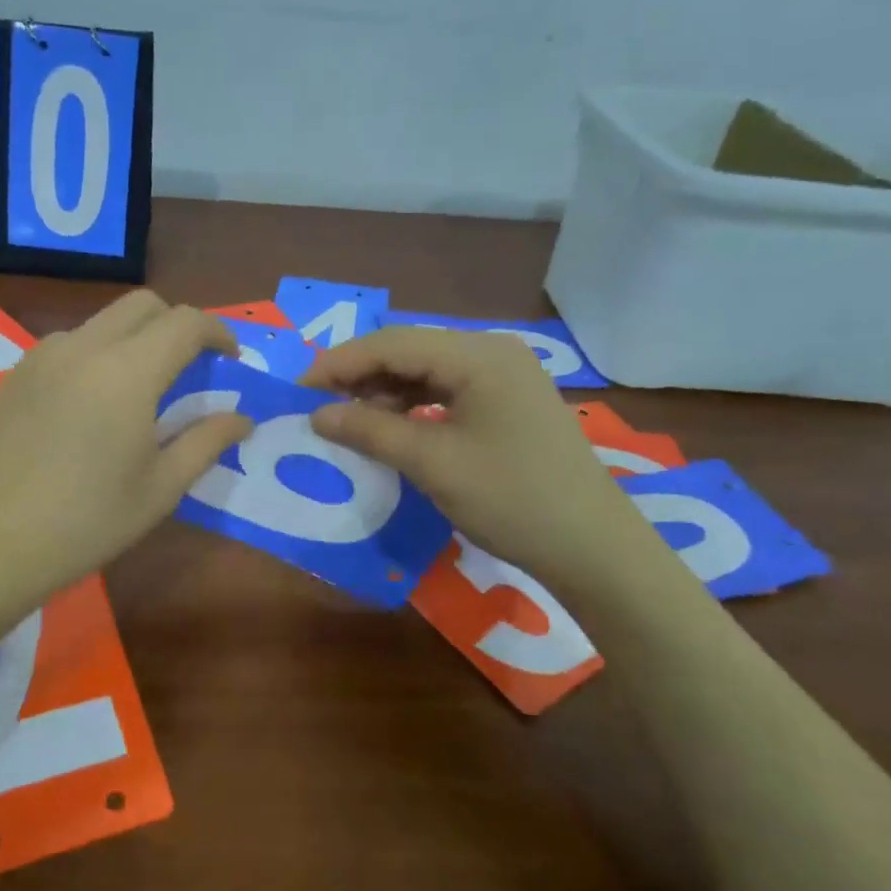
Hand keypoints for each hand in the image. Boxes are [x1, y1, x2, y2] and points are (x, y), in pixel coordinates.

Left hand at [0, 290, 252, 604]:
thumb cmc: (86, 522)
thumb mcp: (160, 489)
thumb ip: (205, 442)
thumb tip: (241, 419)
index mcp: (127, 372)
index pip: (185, 322)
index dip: (217, 332)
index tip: (230, 358)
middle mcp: (83, 348)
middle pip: (142, 305)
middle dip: (176, 324)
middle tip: (189, 368)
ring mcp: (41, 358)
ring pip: (101, 323)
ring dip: (132, 340)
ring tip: (137, 392)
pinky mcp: (13, 376)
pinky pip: (67, 345)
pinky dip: (94, 356)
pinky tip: (89, 407)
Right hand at [301, 326, 650, 592]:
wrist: (591, 546)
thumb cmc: (510, 499)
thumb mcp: (432, 463)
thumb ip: (370, 430)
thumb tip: (317, 414)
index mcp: (478, 355)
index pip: (392, 343)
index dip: (340, 363)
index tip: (299, 390)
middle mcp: (493, 352)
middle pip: (410, 351)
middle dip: (360, 376)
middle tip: (319, 406)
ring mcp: (505, 376)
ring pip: (427, 371)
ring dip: (385, 391)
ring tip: (348, 420)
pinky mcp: (508, 402)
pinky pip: (447, 390)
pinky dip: (413, 406)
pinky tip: (391, 427)